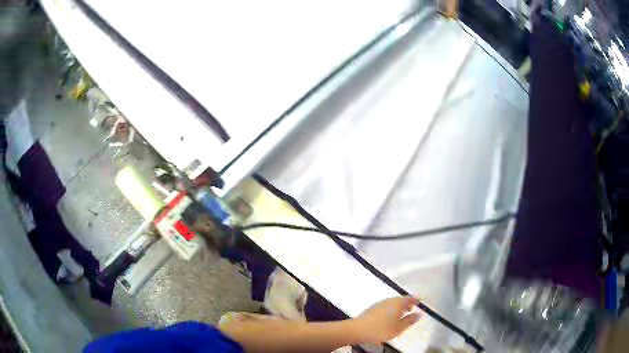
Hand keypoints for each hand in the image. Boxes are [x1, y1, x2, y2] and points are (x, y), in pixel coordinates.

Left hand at [351, 296, 420, 343]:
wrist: (357, 329)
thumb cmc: (381, 329)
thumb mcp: (399, 328)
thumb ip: (410, 321)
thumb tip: (419, 314)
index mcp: (398, 303)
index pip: (409, 298)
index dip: (415, 300)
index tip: (420, 302)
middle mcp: (389, 300)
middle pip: (401, 300)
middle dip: (407, 304)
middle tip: (412, 309)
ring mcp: (379, 303)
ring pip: (393, 303)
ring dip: (399, 307)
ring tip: (402, 315)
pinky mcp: (372, 308)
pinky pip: (386, 306)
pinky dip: (391, 310)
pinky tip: (390, 318)